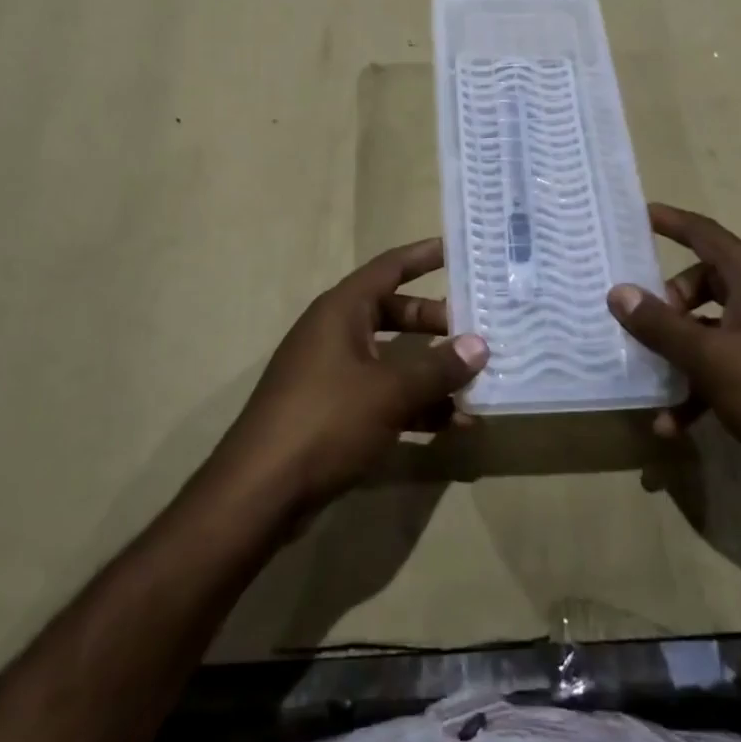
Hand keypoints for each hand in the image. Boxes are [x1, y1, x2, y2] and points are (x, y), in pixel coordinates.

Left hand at [213, 239, 487, 513]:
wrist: (260, 491)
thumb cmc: (325, 421)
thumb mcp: (389, 391)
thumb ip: (437, 368)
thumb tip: (479, 345)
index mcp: (341, 310)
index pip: (389, 268)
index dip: (423, 256)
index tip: (460, 250)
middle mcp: (336, 333)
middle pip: (395, 314)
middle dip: (437, 322)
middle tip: (480, 327)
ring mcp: (332, 373)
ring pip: (392, 359)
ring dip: (432, 371)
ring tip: (478, 382)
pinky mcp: (333, 412)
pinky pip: (383, 395)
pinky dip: (415, 404)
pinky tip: (453, 424)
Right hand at [608, 203, 740, 480]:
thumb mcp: (707, 356)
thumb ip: (660, 324)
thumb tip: (618, 292)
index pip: (706, 235)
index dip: (672, 222)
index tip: (638, 215)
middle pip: (705, 283)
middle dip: (669, 302)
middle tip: (643, 322)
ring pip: (711, 328)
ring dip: (679, 353)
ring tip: (651, 380)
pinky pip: (725, 365)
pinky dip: (698, 386)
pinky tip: (672, 423)